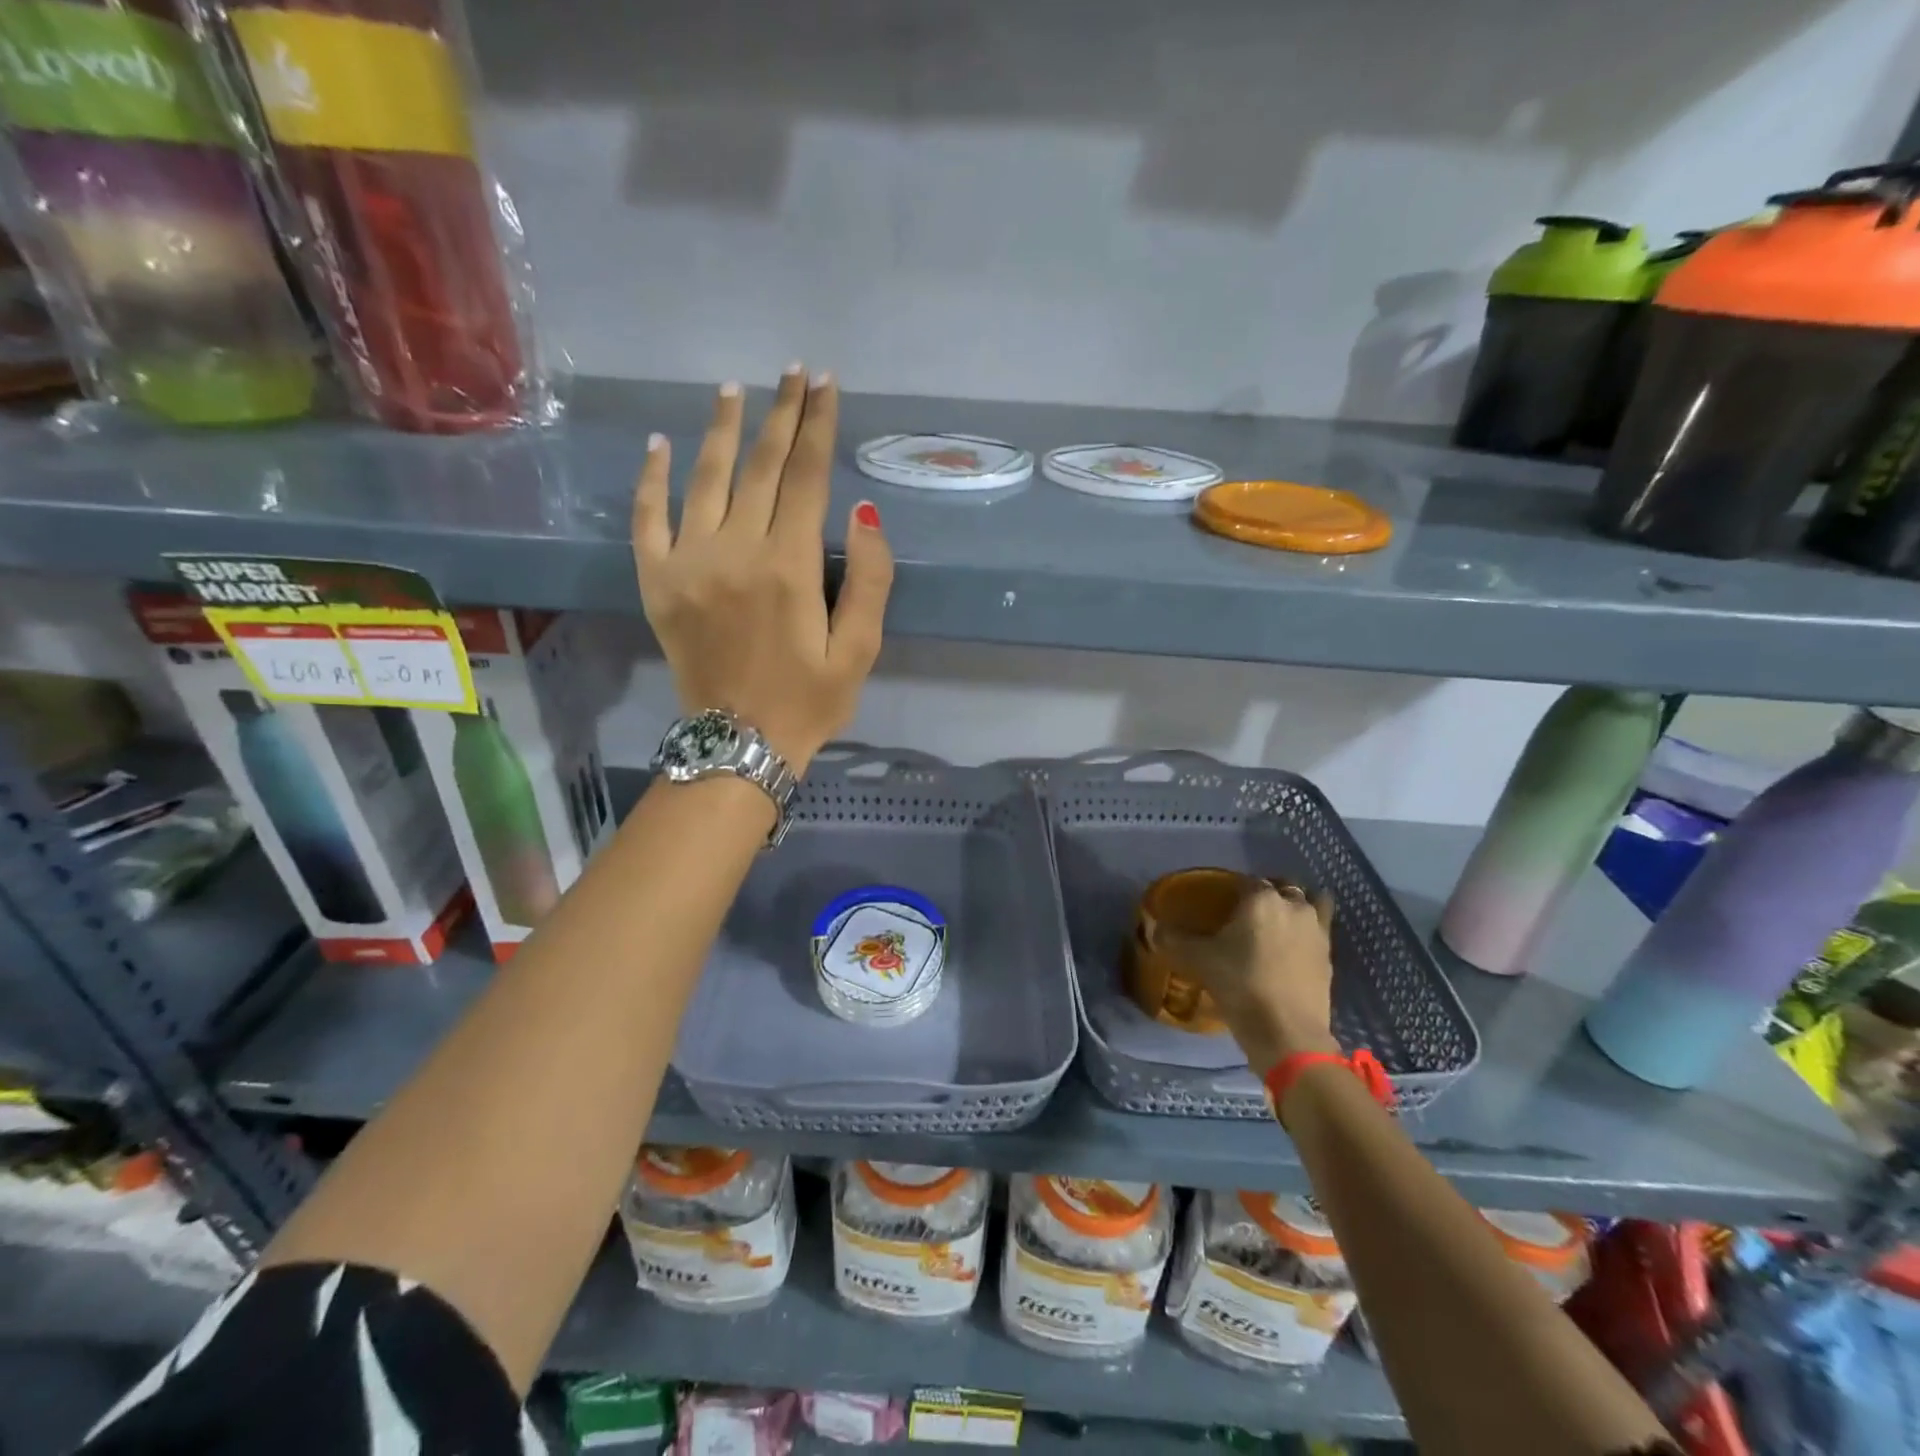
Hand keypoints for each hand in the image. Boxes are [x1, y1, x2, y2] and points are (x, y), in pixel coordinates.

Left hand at [633, 368, 892, 772]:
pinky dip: (652, 479)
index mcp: (789, 567)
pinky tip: (660, 444)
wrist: (739, 746)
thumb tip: (864, 513)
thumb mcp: (859, 651)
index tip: (826, 385)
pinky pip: (648, 519)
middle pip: (761, 467)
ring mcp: (688, 563)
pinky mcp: (657, 582)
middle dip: (782, 414)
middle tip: (794, 371)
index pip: (808, 479)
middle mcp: (736, 551)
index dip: (819, 427)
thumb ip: (870, 581)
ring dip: (722, 429)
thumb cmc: (809, 701)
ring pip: (705, 479)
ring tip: (736, 390)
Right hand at [1148, 877, 1339, 1074]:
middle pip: (1284, 887)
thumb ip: (1173, 939)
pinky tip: (1290, 952)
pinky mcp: (1330, 958)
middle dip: (1268, 893)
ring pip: (1312, 904)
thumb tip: (1153, 927)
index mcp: (1262, 898)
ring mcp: (1318, 931)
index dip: (1232, 888)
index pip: (1246, 880)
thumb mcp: (1198, 960)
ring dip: (1296, 908)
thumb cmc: (1240, 984)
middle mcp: (1294, 906)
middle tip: (1247, 913)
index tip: (1220, 903)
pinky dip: (1306, 934)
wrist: (1287, 1032)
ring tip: (1277, 926)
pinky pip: (1319, 932)